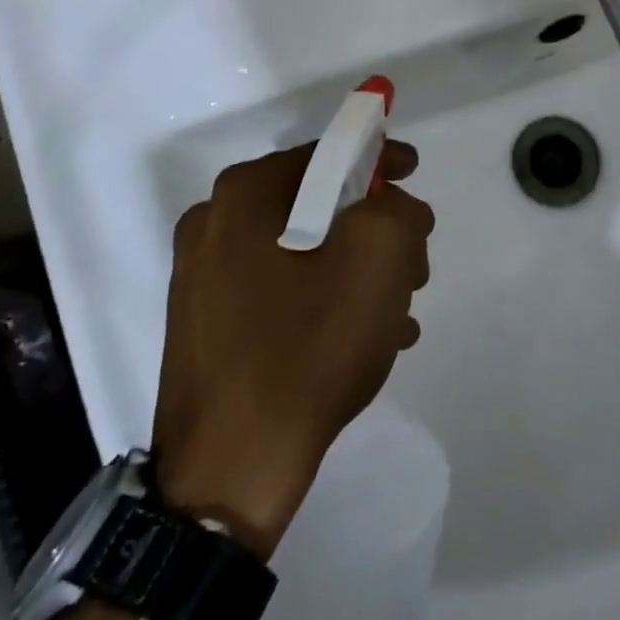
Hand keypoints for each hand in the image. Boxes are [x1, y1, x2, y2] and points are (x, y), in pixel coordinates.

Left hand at [152, 141, 434, 558]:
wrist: (231, 467)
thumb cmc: (309, 347)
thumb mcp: (380, 258)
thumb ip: (399, 208)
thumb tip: (391, 206)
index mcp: (246, 196)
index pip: (329, 152)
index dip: (381, 157)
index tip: (415, 174)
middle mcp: (214, 225)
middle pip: (319, 203)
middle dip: (375, 225)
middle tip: (414, 261)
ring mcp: (204, 279)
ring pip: (305, 250)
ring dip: (358, 268)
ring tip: (399, 309)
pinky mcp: (210, 324)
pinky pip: (283, 291)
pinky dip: (328, 300)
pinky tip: (366, 337)